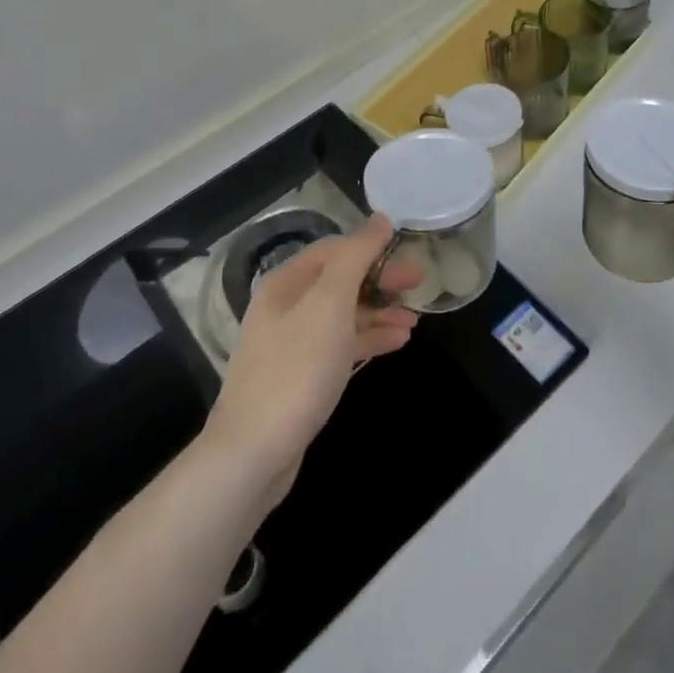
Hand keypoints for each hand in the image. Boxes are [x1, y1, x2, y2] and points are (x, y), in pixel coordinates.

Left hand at [204, 214, 418, 500]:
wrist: (254, 453)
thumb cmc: (297, 367)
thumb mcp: (330, 302)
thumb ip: (357, 256)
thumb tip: (380, 219)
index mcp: (287, 282)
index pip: (336, 249)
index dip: (372, 248)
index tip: (409, 254)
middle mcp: (287, 306)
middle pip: (341, 280)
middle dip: (381, 280)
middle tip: (419, 284)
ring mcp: (293, 343)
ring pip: (344, 314)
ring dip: (380, 311)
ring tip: (415, 319)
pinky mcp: (302, 375)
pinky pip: (342, 344)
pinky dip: (369, 338)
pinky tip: (398, 342)